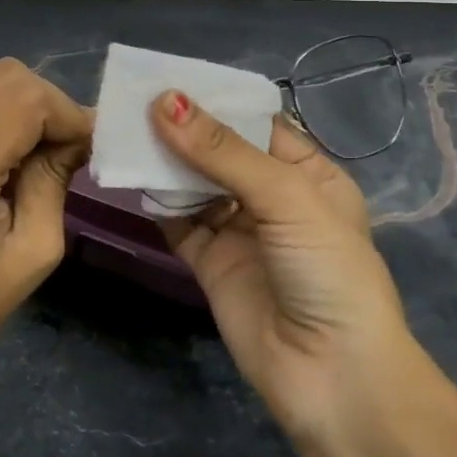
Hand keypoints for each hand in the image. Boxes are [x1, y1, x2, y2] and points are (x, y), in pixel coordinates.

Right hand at [148, 91, 416, 447]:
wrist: (333, 379)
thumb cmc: (327, 271)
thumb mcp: (286, 198)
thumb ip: (222, 151)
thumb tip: (165, 101)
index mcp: (307, 174)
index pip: (255, 124)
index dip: (215, 100)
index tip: (167, 77)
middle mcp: (272, 198)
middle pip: (219, 152)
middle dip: (182, 129)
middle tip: (132, 100)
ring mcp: (240, 232)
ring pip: (194, 185)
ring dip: (164, 162)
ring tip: (123, 131)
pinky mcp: (211, 264)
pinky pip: (178, 223)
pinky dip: (157, 202)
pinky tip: (132, 179)